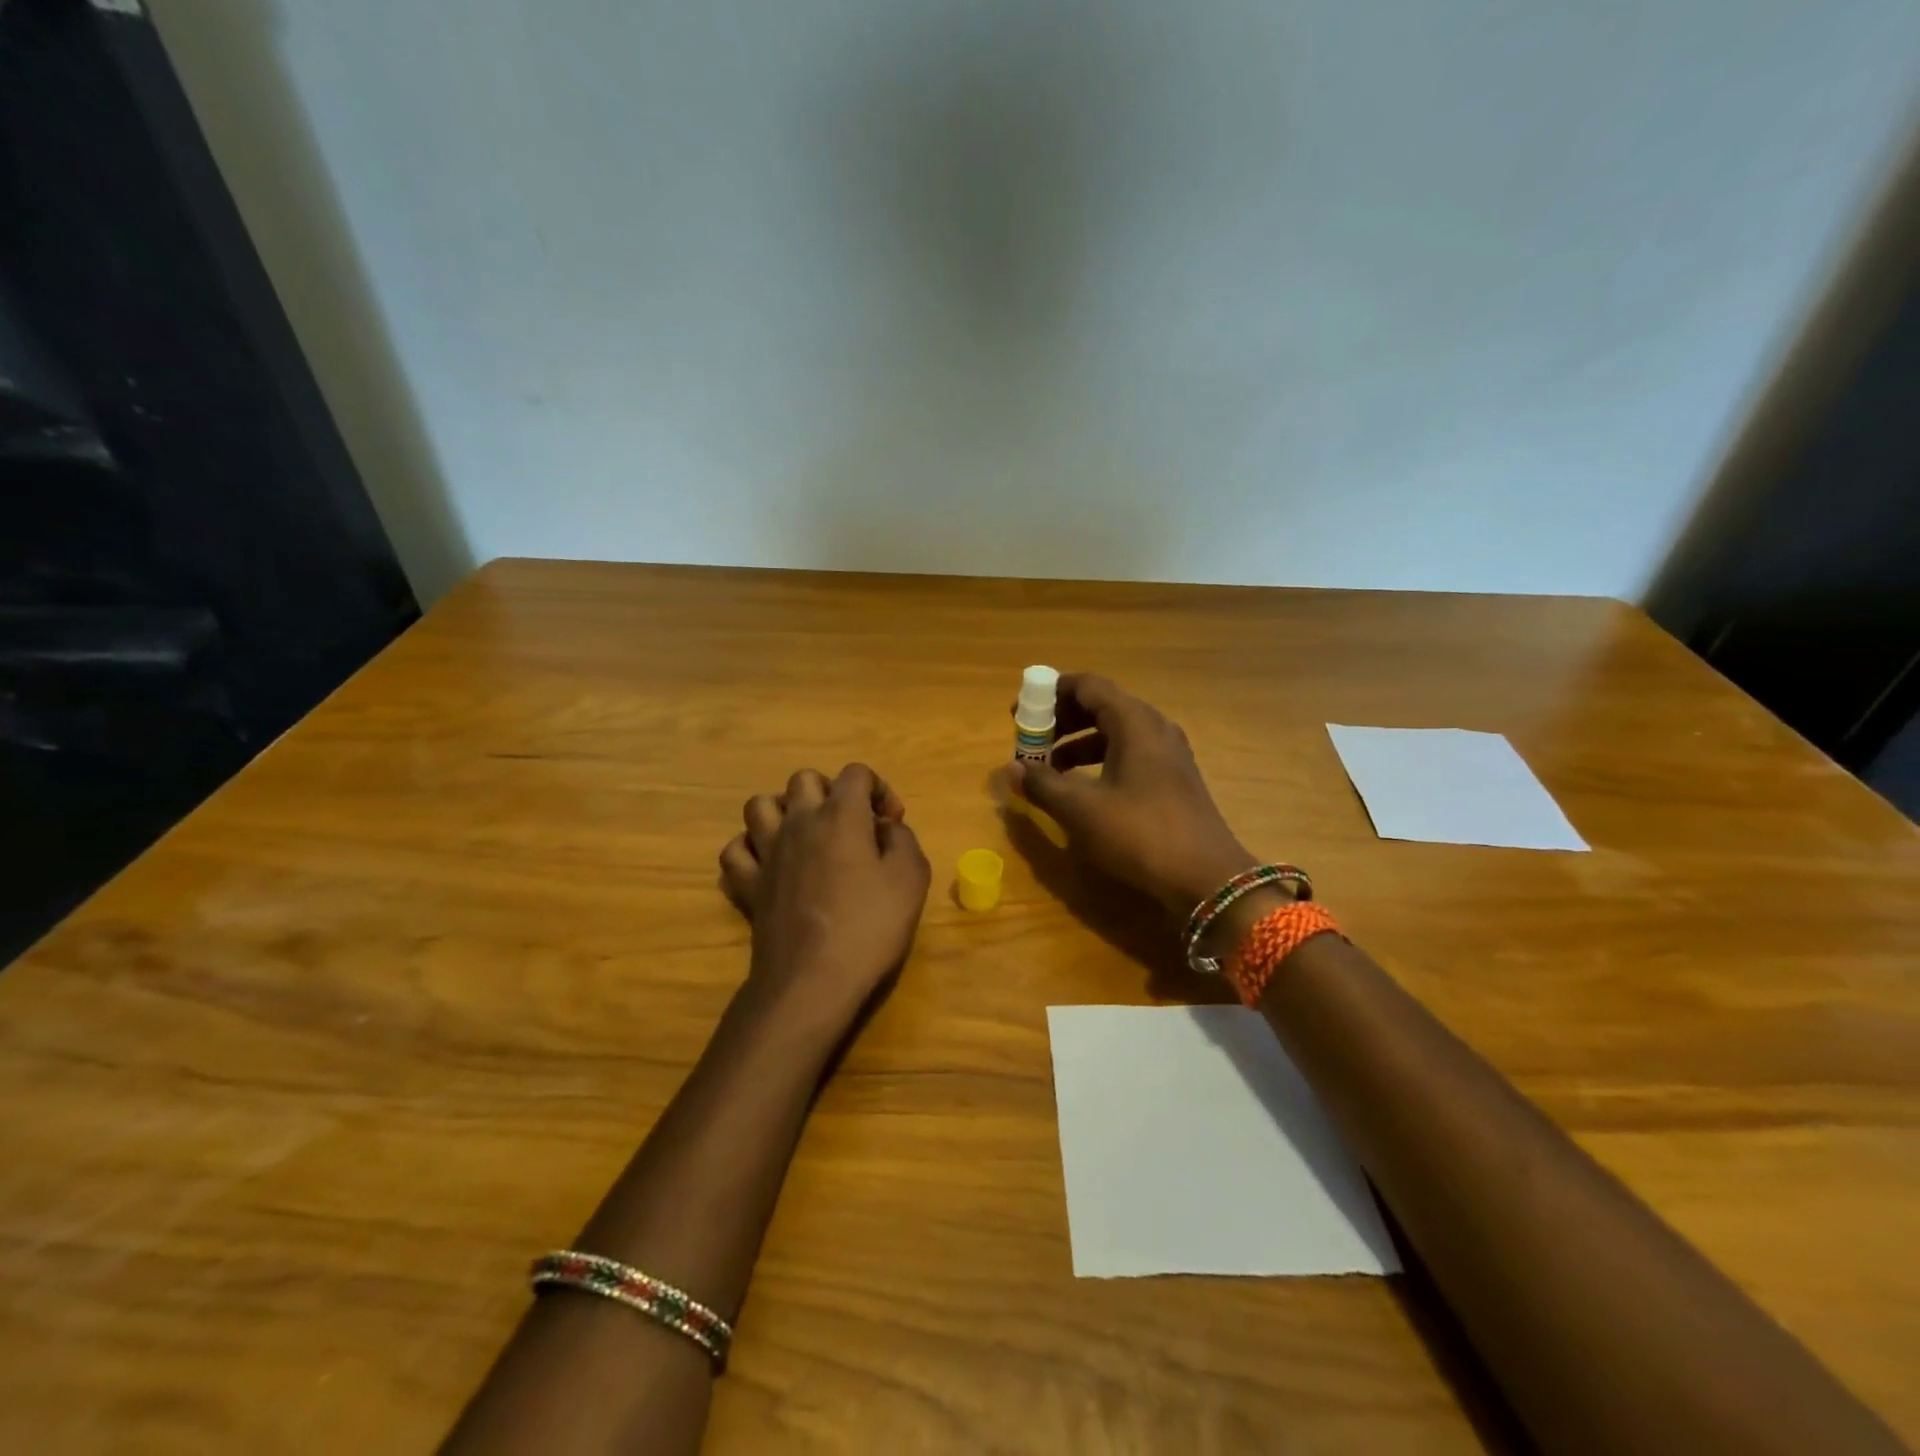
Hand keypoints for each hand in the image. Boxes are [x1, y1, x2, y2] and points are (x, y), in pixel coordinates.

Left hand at [720, 763, 930, 1040]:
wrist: (813, 980)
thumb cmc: (870, 926)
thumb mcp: (911, 878)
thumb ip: (903, 839)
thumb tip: (886, 828)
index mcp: (841, 815)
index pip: (856, 773)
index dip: (879, 789)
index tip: (891, 823)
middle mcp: (798, 822)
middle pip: (805, 780)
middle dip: (831, 792)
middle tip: (851, 825)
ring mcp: (766, 852)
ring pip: (760, 805)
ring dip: (784, 811)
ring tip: (805, 835)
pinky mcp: (747, 884)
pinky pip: (736, 850)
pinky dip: (751, 849)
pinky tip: (770, 863)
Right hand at [1009, 674, 1256, 913]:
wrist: (1207, 878)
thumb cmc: (1140, 834)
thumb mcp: (1081, 810)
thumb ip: (1042, 784)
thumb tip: (1011, 768)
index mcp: (1134, 722)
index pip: (1088, 685)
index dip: (1050, 693)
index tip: (1021, 712)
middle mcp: (1154, 728)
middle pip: (1101, 705)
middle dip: (1061, 719)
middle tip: (1031, 739)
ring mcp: (1168, 753)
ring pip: (1115, 731)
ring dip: (1078, 742)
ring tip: (1048, 767)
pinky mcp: (1173, 778)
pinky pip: (1129, 752)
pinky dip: (1100, 760)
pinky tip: (1082, 787)